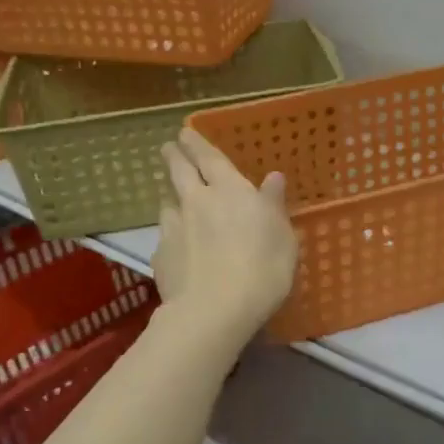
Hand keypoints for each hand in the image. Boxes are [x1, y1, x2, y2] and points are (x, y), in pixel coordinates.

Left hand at [155, 127, 297, 343]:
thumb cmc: (262, 269)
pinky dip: (171, 236)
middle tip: (168, 148)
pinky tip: (177, 247)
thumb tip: (273, 178)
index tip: (184, 133)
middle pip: (178, 172)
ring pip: (167, 203)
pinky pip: (165, 238)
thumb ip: (274, 205)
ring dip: (170, 196)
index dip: (196, 143)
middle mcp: (197, 202)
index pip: (209, 158)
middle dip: (173, 157)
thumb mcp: (283, 237)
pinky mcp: (160, 256)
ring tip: (173, 198)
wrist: (214, 311)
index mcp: (230, 191)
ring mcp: (174, 228)